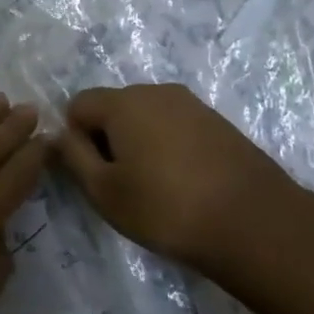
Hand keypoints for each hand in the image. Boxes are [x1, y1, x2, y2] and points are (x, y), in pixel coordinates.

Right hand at [53, 83, 313, 274]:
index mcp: (122, 102)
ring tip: (155, 185)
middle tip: (121, 182)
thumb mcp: (104, 191)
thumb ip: (73, 156)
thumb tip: (58, 135)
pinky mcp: (217, 121)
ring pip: (146, 116)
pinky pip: (175, 125)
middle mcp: (155, 91)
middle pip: (113, 107)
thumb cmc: (166, 208)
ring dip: (139, 142)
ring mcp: (191, 104)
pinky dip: (168, 146)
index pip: (78, 104)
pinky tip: (183, 181)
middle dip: (108, 137)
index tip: (93, 173)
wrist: (254, 222)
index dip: (75, 138)